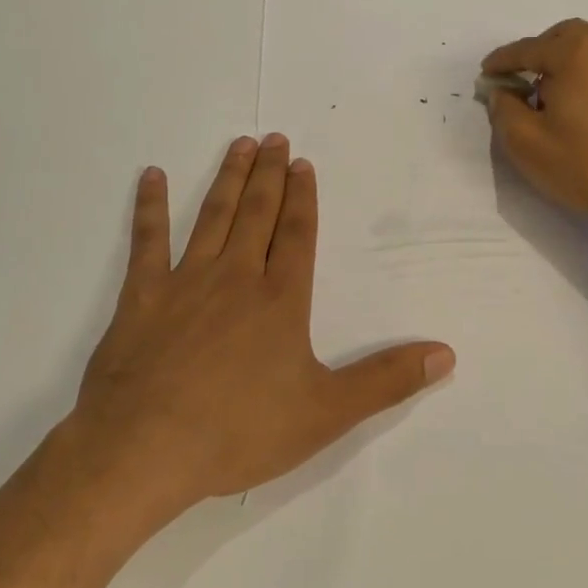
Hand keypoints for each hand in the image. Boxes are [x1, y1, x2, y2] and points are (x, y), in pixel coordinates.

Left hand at [67, 134, 454, 518]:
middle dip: (269, 174)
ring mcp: (186, 281)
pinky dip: (150, 206)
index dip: (303, 197)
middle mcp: (237, 276)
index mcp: (280, 299)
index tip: (303, 163)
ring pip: (213, 215)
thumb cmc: (239, 430)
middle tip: (274, 138)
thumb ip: (386, 380)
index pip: (298, 234)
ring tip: (239, 145)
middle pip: (258, 212)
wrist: (145, 449)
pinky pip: (147, 240)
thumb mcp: (326, 413)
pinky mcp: (141, 295)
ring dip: (228, 178)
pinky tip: (152, 176)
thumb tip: (446, 354)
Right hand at [482, 20, 587, 245]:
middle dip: (534, 54)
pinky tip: (570, 103)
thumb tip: (502, 90)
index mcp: (576, 52)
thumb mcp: (524, 140)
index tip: (484, 74)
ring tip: (542, 96)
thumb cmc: (581, 165)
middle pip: (560, 37)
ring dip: (558, 62)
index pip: (527, 49)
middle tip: (515, 81)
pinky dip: (580, 72)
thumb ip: (502, 107)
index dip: (501, 62)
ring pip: (583, 48)